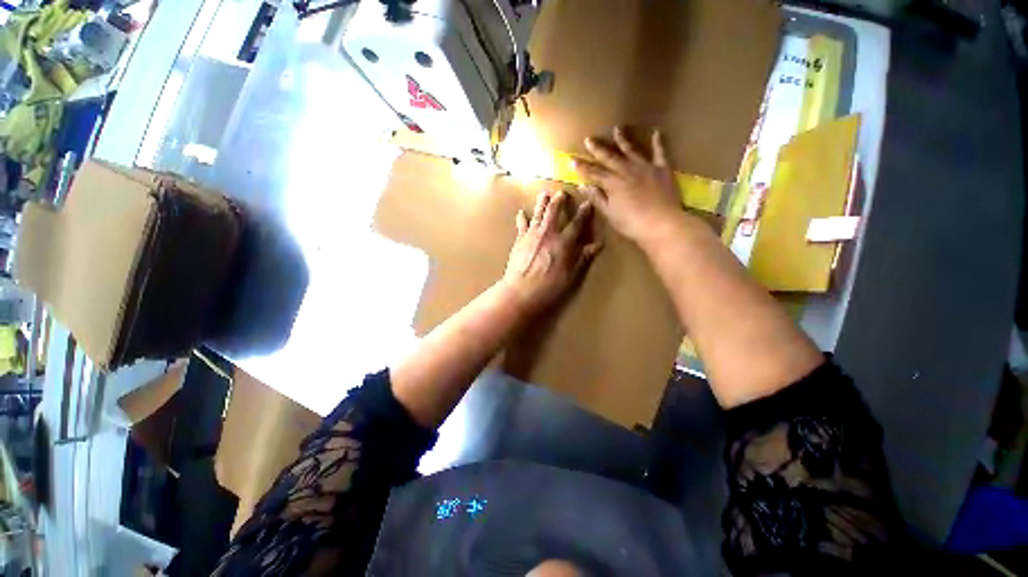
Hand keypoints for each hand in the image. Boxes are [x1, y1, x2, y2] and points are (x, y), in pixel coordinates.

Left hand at [502, 190, 601, 316]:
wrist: (522, 291)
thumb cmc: (550, 286)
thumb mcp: (571, 275)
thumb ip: (583, 257)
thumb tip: (598, 245)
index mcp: (563, 242)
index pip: (577, 223)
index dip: (583, 213)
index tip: (587, 203)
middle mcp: (548, 233)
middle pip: (554, 211)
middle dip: (559, 200)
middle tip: (561, 192)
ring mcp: (532, 234)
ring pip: (538, 213)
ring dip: (541, 202)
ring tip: (544, 193)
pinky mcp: (519, 240)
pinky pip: (521, 225)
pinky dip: (522, 218)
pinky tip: (521, 212)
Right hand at [574, 127, 683, 248]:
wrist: (661, 224)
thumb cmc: (631, 223)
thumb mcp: (609, 213)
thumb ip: (597, 198)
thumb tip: (582, 186)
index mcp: (613, 183)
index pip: (594, 173)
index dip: (582, 167)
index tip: (572, 159)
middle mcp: (627, 170)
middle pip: (610, 157)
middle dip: (598, 149)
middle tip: (589, 139)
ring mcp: (645, 167)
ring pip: (632, 150)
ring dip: (623, 140)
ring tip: (617, 128)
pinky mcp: (662, 169)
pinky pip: (660, 153)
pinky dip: (658, 143)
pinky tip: (656, 133)